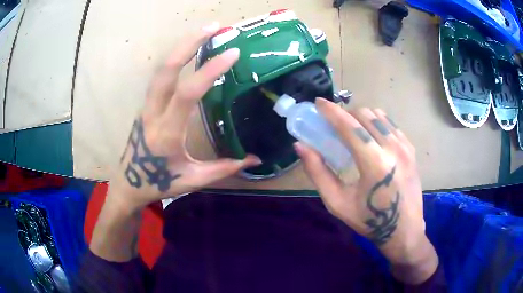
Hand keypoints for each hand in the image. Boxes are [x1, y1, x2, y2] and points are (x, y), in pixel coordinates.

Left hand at [110, 23, 260, 210]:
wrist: (128, 183)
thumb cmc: (160, 183)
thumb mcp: (193, 179)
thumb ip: (223, 168)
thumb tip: (255, 159)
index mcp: (167, 133)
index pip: (188, 93)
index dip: (210, 70)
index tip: (232, 54)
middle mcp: (153, 113)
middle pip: (166, 70)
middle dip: (189, 43)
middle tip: (214, 27)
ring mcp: (146, 106)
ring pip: (161, 70)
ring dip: (182, 47)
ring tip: (205, 31)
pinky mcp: (146, 104)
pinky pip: (160, 77)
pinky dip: (176, 59)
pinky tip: (190, 52)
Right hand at [295, 99, 437, 283]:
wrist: (404, 230)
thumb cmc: (369, 220)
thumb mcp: (338, 202)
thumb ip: (318, 172)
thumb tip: (301, 146)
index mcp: (374, 163)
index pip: (349, 126)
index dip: (331, 111)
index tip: (319, 103)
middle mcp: (393, 148)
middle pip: (365, 114)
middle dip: (346, 115)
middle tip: (336, 127)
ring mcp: (405, 147)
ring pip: (379, 116)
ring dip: (362, 118)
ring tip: (354, 133)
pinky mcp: (411, 149)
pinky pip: (391, 124)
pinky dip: (377, 124)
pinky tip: (372, 139)